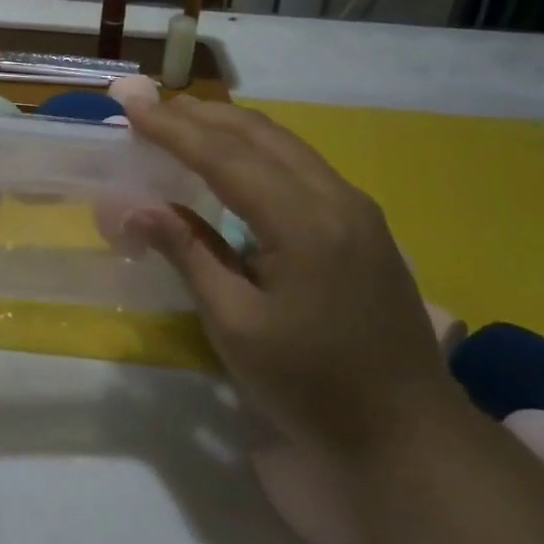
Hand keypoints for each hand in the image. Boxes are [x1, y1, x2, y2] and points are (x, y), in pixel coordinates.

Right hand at [121, 95, 451, 463]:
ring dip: (229, 126)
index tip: (131, 108)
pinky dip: (257, 148)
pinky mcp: (363, 222)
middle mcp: (335, 197)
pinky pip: (301, 163)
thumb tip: (135, 207)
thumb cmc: (314, 389)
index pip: (225, 156)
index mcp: (304, 222)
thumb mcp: (237, 327)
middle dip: (200, 116)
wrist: (412, 437)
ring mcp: (356, 206)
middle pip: (258, 134)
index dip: (173, 129)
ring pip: (283, 143)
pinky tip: (233, 159)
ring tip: (182, 121)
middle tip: (150, 106)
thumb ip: (188, 254)